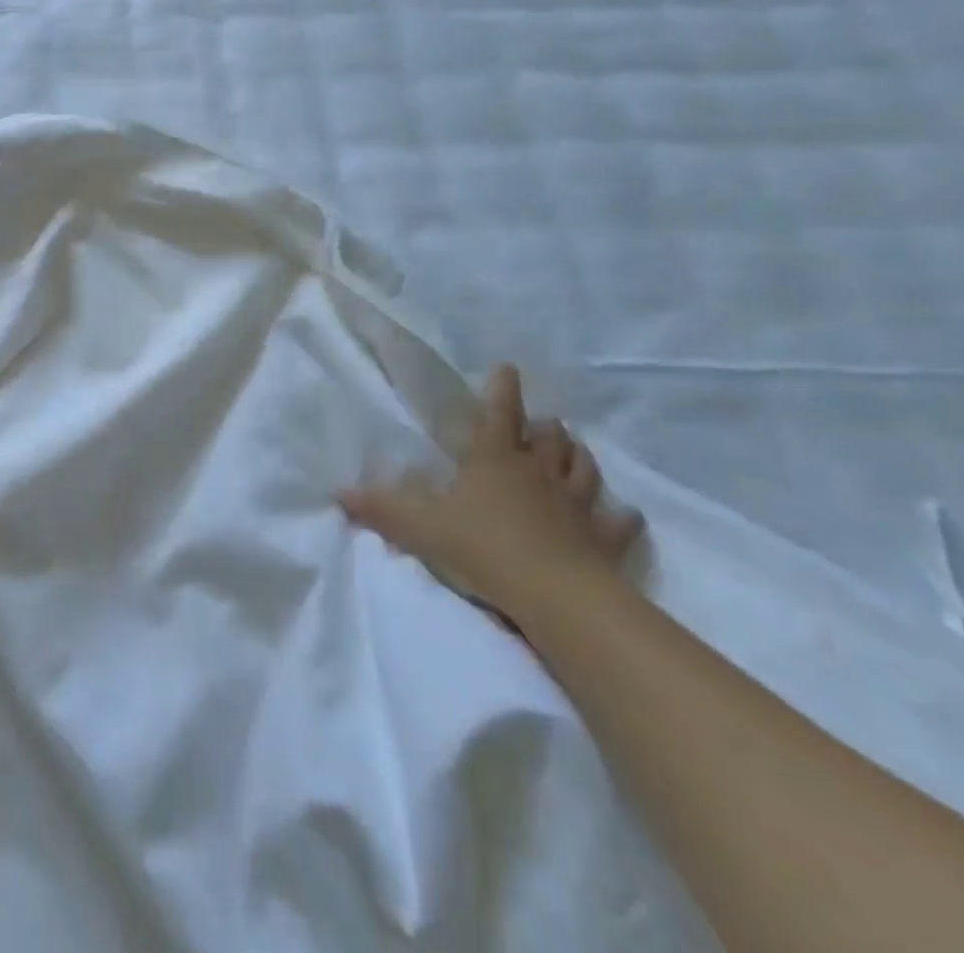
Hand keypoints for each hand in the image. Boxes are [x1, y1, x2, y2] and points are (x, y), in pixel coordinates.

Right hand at [338, 364, 642, 625]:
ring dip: (578, 456)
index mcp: (496, 460)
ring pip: (584, 468)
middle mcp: (539, 472)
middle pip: (548, 437)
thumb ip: (382, 509)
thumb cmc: (485, 548)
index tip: (508, 367)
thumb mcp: (422, 528)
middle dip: (543, 425)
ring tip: (574, 450)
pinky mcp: (605, 539)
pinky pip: (618, 522)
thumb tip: (339, 493)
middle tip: (540, 422)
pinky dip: (620, 516)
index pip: (500, 413)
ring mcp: (577, 504)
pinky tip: (623, 514)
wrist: (557, 596)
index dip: (503, 388)